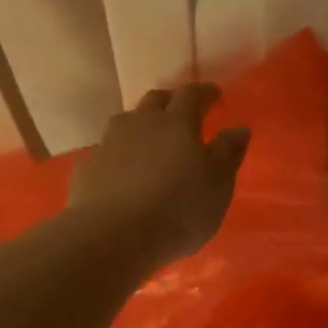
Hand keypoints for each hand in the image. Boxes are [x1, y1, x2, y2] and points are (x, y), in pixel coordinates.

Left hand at [69, 84, 250, 268]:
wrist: (112, 236)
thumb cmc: (178, 209)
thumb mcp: (218, 185)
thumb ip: (228, 153)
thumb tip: (239, 128)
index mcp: (178, 123)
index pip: (192, 95)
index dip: (204, 92)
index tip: (214, 95)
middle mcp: (141, 123)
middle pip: (155, 100)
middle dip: (170, 102)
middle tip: (180, 114)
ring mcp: (110, 143)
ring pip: (127, 122)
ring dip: (140, 126)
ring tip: (149, 143)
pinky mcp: (88, 167)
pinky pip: (107, 151)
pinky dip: (119, 155)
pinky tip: (122, 173)